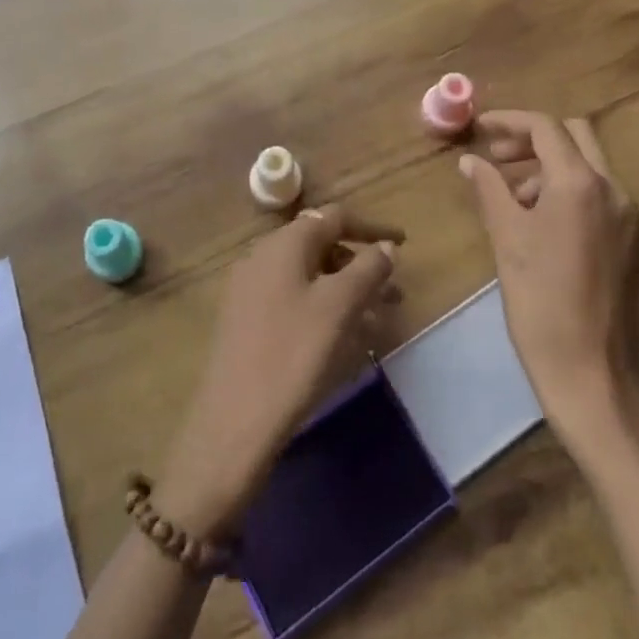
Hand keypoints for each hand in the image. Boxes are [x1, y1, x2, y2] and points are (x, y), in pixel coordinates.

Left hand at [157, 206, 400, 537]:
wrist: (234, 422)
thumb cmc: (293, 354)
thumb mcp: (339, 307)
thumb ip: (367, 269)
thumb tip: (385, 247)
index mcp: (284, 243)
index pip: (334, 217)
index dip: (371, 228)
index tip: (404, 243)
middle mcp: (262, 256)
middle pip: (320, 244)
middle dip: (360, 263)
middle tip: (393, 292)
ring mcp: (249, 288)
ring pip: (308, 275)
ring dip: (344, 288)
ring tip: (376, 319)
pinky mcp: (245, 320)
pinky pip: (293, 299)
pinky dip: (322, 307)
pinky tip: (342, 337)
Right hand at [459, 111, 638, 452]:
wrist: (595, 377)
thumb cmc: (542, 304)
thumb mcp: (507, 240)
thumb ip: (489, 190)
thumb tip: (470, 161)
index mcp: (581, 184)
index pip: (546, 128)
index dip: (509, 121)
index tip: (479, 129)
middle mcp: (612, 190)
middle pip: (574, 136)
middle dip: (532, 138)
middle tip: (496, 157)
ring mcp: (626, 217)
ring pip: (586, 165)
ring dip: (547, 166)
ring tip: (509, 197)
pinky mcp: (629, 242)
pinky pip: (595, 195)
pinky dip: (564, 190)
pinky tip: (536, 222)